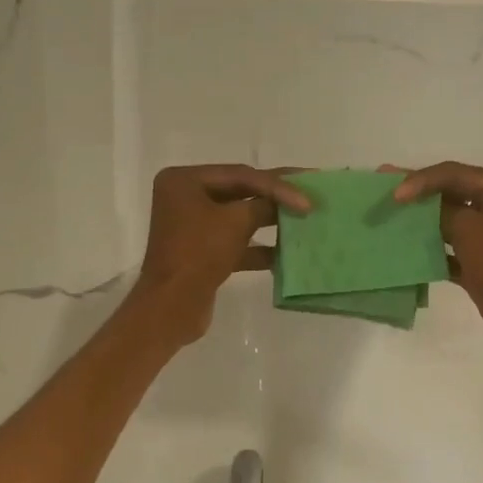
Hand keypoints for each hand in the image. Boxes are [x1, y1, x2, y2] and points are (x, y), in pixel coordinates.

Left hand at [131, 164, 309, 347]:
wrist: (172, 307)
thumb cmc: (199, 254)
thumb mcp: (236, 222)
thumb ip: (264, 205)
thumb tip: (286, 202)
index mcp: (184, 181)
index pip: (240, 175)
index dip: (277, 185)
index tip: (307, 198)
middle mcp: (185, 198)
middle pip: (239, 192)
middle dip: (274, 198)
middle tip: (310, 195)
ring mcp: (192, 226)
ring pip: (239, 218)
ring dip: (270, 222)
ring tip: (304, 222)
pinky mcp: (201, 253)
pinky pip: (235, 242)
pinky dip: (258, 247)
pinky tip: (286, 254)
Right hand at [394, 162, 482, 363]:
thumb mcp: (470, 229)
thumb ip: (441, 211)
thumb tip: (419, 205)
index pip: (453, 173)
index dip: (420, 180)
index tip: (393, 195)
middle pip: (450, 195)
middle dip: (417, 198)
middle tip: (383, 195)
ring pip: (448, 224)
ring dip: (421, 225)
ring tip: (389, 223)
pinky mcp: (482, 267)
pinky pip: (450, 253)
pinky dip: (431, 252)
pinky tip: (406, 255)